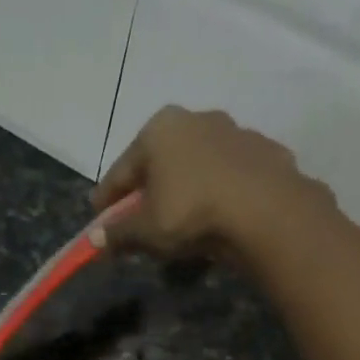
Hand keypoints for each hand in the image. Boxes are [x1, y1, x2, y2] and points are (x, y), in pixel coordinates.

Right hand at [89, 105, 334, 263]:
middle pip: (160, 162)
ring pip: (196, 166)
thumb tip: (94, 240)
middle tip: (138, 220)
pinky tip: (215, 217)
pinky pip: (228, 177)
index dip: (106, 199)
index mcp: (159, 130)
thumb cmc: (191, 212)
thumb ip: (119, 233)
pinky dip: (216, 194)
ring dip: (184, 189)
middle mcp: (196, 119)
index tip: (98, 219)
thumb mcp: (146, 230)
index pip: (121, 170)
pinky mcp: (264, 152)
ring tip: (179, 221)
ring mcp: (234, 132)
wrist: (265, 210)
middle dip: (147, 190)